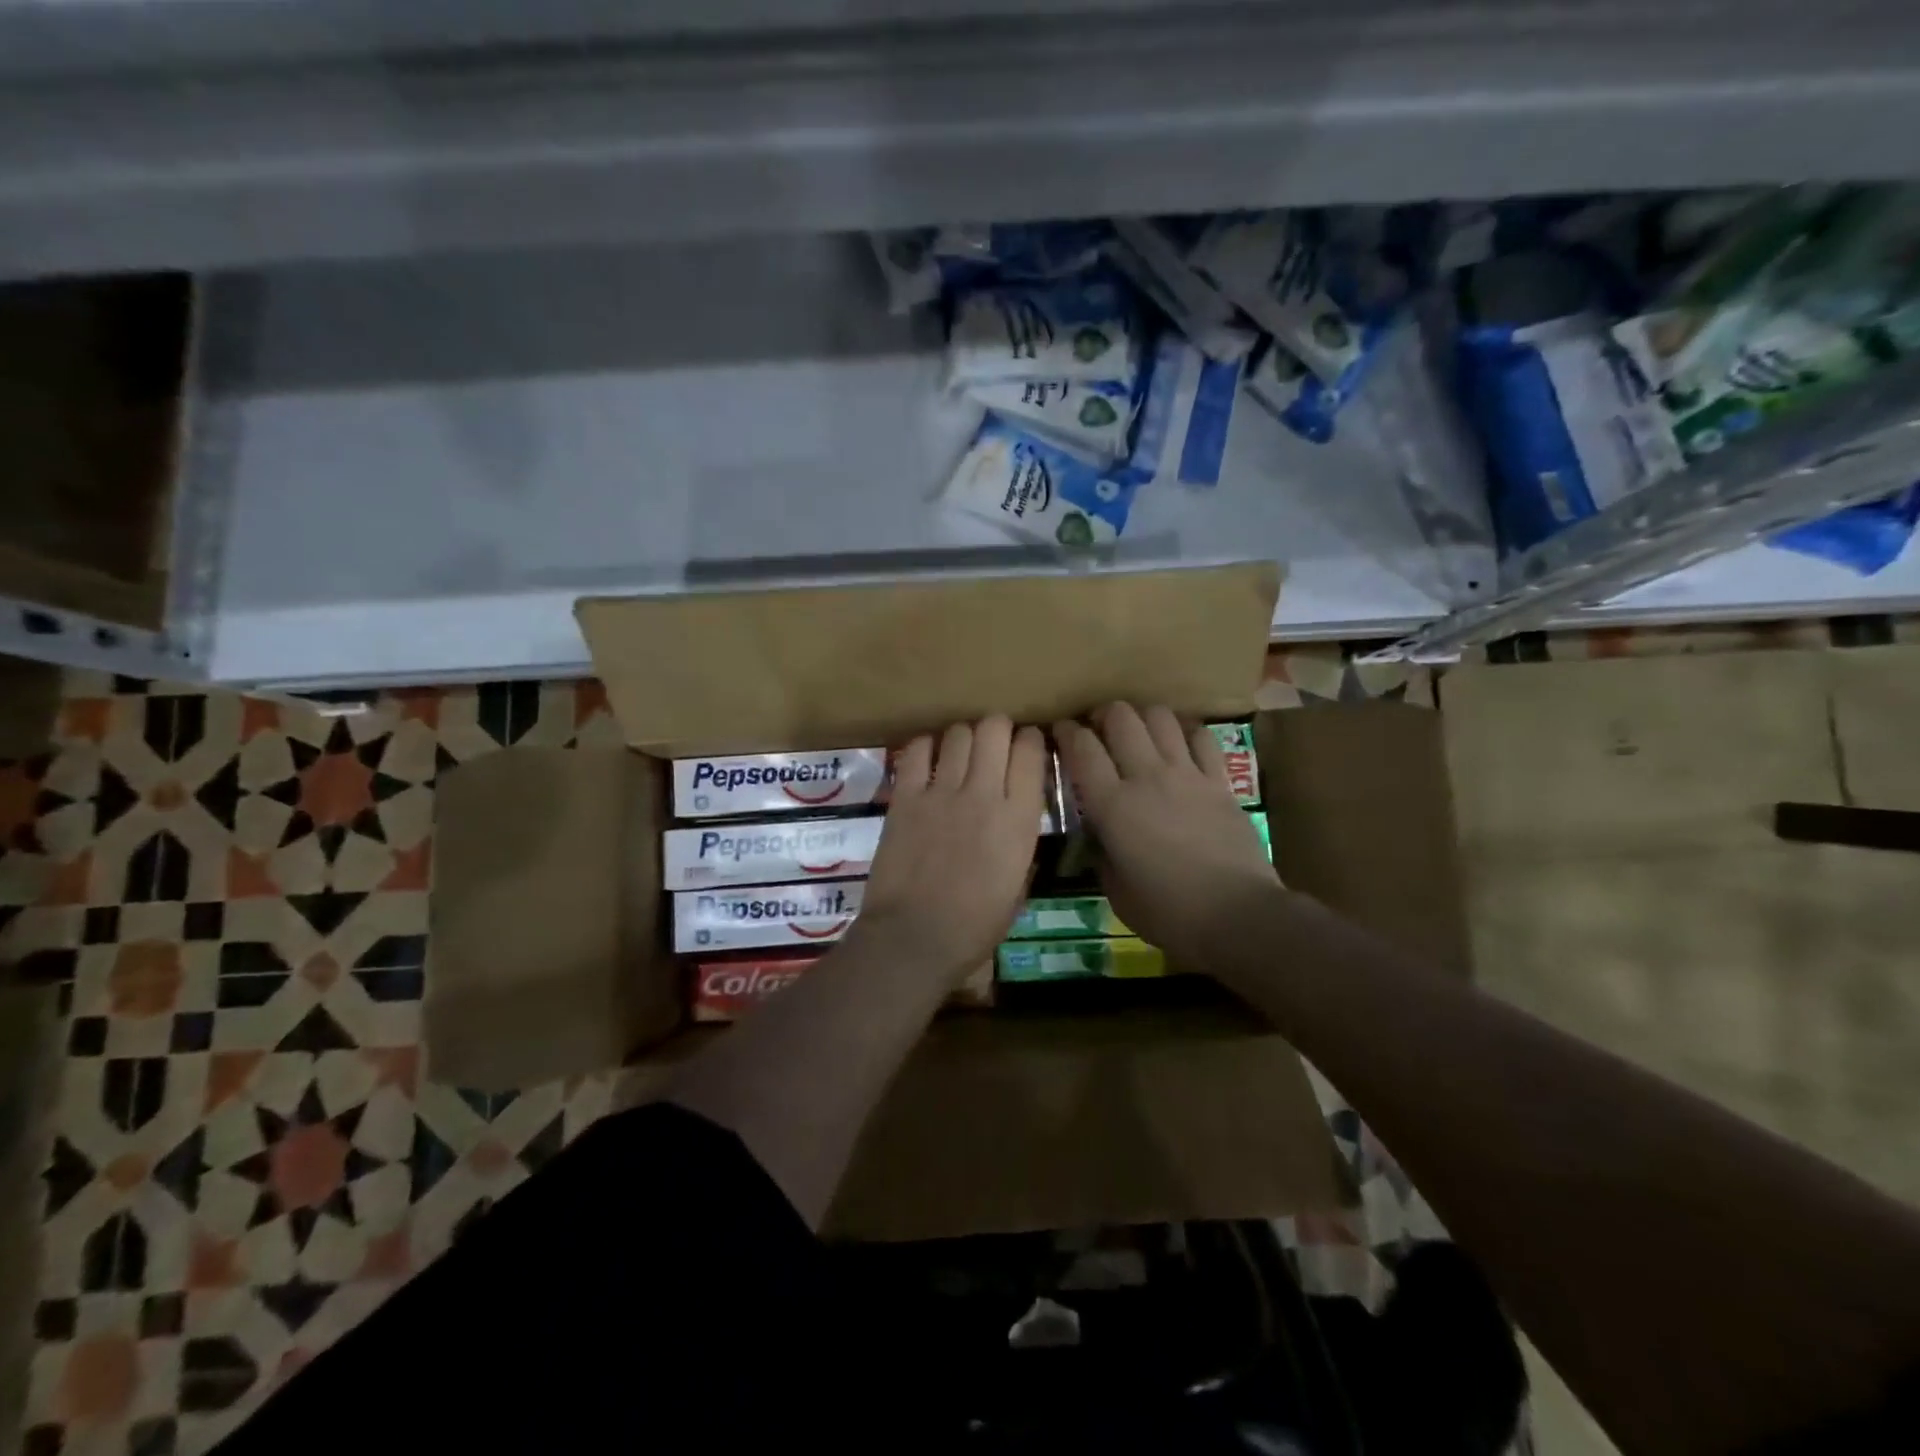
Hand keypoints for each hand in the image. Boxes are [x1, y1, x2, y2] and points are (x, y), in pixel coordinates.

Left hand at [853, 715, 1047, 987]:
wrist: (914, 938)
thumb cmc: (974, 927)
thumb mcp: (1017, 888)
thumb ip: (1020, 847)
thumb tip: (1014, 824)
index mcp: (1019, 820)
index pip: (1031, 752)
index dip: (1031, 741)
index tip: (1026, 747)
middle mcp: (984, 794)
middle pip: (994, 728)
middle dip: (997, 729)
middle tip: (993, 744)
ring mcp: (942, 792)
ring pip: (958, 733)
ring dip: (963, 737)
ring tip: (960, 753)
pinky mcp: (906, 797)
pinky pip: (917, 751)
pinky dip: (926, 747)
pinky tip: (928, 759)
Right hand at [1053, 703, 1280, 964]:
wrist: (1239, 915)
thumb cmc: (1169, 912)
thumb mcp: (1116, 891)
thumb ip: (1102, 852)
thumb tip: (1099, 832)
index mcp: (1112, 805)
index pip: (1082, 748)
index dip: (1066, 732)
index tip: (1060, 732)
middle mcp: (1147, 777)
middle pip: (1120, 718)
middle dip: (1103, 715)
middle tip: (1099, 730)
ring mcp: (1187, 774)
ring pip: (1160, 717)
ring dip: (1142, 717)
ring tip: (1138, 732)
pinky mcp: (1220, 781)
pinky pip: (1201, 737)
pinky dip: (1185, 732)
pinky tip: (1179, 743)